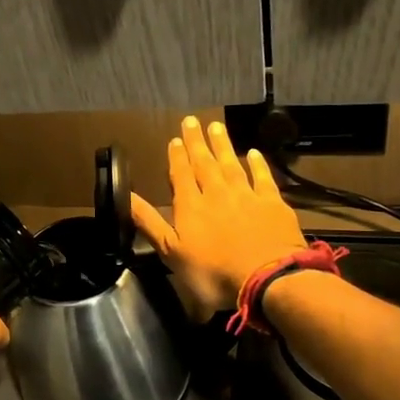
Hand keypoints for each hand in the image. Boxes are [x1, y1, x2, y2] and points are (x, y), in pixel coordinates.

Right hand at [129, 116, 306, 318]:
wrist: (266, 278)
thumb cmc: (213, 273)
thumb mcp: (172, 253)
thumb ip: (149, 223)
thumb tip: (126, 196)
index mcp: (190, 207)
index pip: (181, 175)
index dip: (177, 157)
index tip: (175, 139)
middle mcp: (217, 194)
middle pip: (205, 163)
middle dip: (197, 143)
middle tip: (192, 121)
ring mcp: (247, 196)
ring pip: (231, 164)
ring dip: (223, 145)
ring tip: (216, 127)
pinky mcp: (273, 204)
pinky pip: (263, 178)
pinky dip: (258, 164)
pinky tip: (253, 153)